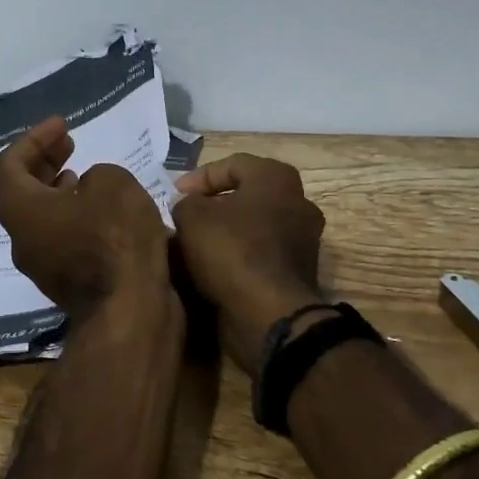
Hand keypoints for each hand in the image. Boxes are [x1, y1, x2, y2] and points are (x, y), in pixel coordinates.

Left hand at [0, 116, 170, 317]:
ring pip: (39, 217)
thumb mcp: (112, 182)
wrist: (131, 310)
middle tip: (68, 143)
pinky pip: (59, 238)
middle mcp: (21, 238)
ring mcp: (41, 265)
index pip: (8, 165)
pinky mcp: (66, 282)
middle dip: (43, 161)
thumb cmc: (115, 237)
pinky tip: (100, 211)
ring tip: (82, 174)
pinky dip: (72, 215)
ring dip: (57, 190)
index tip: (63, 125)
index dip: (33, 139)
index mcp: (20, 209)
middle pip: (20, 191)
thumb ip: (95, 175)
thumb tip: (88, 191)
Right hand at [172, 154, 326, 372]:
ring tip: (194, 244)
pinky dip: (238, 256)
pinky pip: (261, 253)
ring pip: (254, 226)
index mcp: (277, 178)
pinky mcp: (299, 271)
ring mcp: (303, 239)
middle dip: (214, 205)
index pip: (233, 164)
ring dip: (225, 232)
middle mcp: (298, 202)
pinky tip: (212, 267)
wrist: (269, 315)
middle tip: (186, 216)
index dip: (199, 177)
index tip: (175, 194)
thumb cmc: (232, 251)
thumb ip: (186, 203)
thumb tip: (190, 207)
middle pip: (246, 195)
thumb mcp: (192, 217)